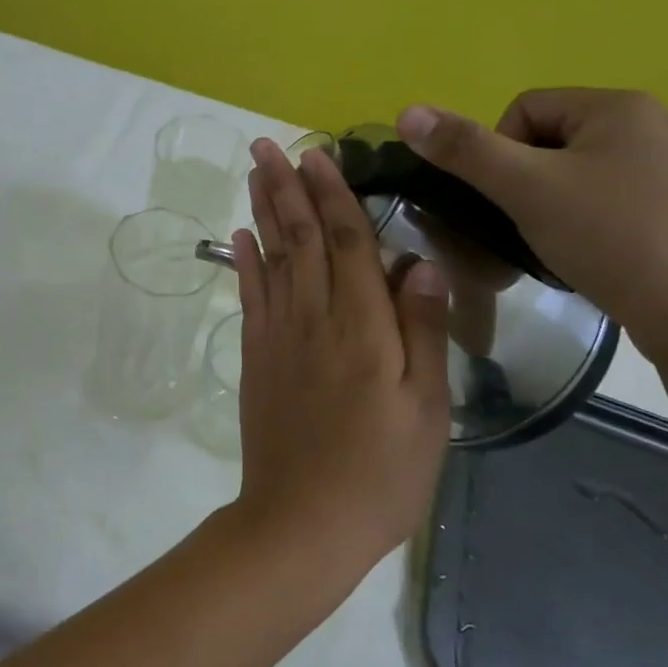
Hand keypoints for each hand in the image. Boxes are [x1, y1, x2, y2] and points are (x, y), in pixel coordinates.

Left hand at [227, 139, 450, 567]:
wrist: (302, 522)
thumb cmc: (380, 472)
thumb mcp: (427, 409)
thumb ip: (422, 330)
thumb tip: (418, 260)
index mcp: (362, 326)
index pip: (346, 241)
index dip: (333, 194)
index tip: (318, 154)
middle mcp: (314, 317)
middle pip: (300, 237)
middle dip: (286, 186)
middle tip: (268, 144)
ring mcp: (278, 335)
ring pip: (271, 257)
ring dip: (262, 210)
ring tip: (254, 172)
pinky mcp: (255, 357)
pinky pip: (249, 296)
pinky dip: (244, 261)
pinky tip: (240, 236)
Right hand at [395, 89, 667, 359]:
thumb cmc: (609, 237)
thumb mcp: (525, 189)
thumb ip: (464, 149)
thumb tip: (406, 112)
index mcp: (619, 106)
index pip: (524, 108)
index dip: (498, 153)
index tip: (508, 199)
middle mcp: (653, 125)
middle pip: (549, 140)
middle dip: (526, 182)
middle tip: (528, 225)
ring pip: (577, 173)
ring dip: (551, 204)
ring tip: (556, 244)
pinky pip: (609, 198)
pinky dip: (586, 221)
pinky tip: (590, 254)